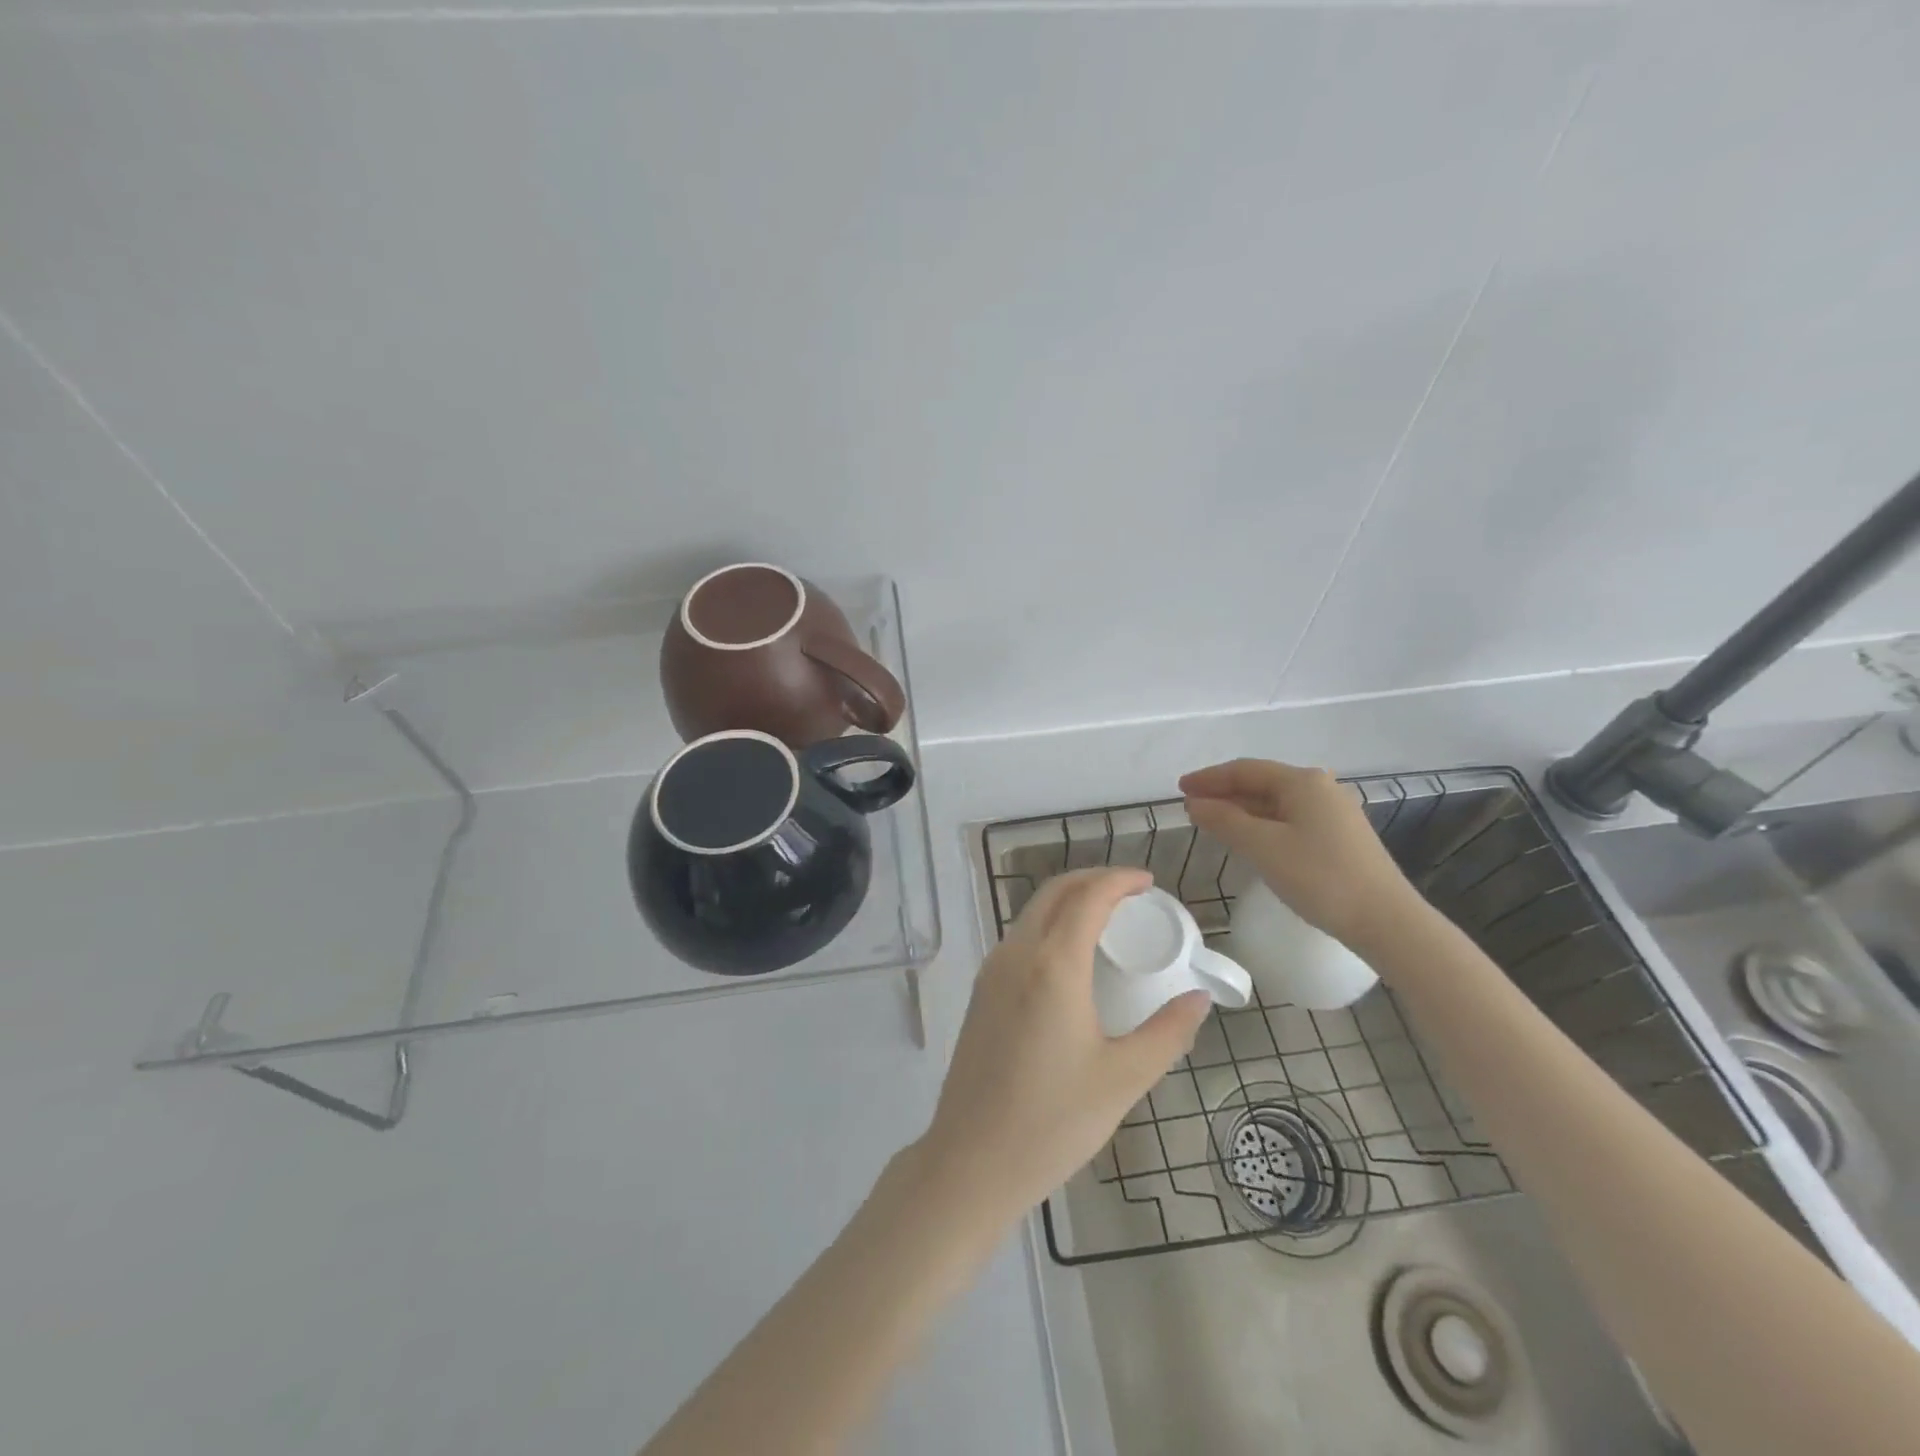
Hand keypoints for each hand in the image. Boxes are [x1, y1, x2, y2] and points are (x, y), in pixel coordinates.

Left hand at [918, 869, 1211, 1229]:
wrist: (972, 1160)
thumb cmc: (1053, 1121)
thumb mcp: (1123, 1079)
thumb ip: (1167, 1033)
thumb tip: (1199, 999)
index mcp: (1052, 965)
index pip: (1088, 897)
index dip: (1119, 880)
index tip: (1148, 882)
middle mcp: (1016, 954)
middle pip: (1054, 892)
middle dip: (1093, 880)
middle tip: (1131, 893)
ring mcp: (991, 971)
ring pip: (1032, 912)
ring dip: (1068, 900)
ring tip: (1106, 918)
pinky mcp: (981, 991)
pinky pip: (1019, 937)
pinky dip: (1048, 924)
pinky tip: (1070, 954)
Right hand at [1180, 758, 1419, 947]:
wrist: (1385, 920)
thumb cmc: (1319, 876)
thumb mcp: (1262, 846)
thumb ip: (1224, 820)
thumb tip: (1194, 803)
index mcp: (1302, 781)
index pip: (1244, 770)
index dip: (1209, 778)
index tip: (1179, 789)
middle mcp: (1320, 788)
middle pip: (1261, 783)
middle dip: (1224, 793)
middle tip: (1191, 807)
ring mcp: (1333, 813)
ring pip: (1276, 803)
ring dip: (1241, 810)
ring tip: (1212, 822)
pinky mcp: (1340, 837)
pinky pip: (1290, 820)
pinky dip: (1262, 824)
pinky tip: (1249, 839)